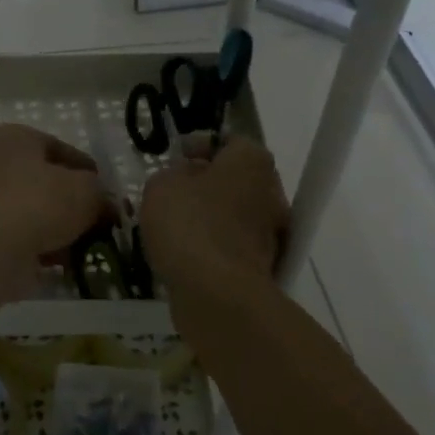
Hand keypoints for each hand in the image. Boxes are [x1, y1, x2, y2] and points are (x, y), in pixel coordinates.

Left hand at [0, 124, 108, 317]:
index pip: (60, 148)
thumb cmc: (40, 203)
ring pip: (34, 211)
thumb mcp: (87, 191)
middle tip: (100, 219)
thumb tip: (107, 206)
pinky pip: (23, 237)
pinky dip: (44, 246)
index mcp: (14, 138)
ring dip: (60, 227)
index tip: (107, 191)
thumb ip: (101, 194)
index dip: (88, 170)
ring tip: (88, 244)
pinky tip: (67, 260)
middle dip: (73, 201)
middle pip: (45, 181)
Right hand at [140, 135, 289, 297]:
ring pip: (236, 214)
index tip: (177, 158)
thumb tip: (185, 178)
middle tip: (174, 192)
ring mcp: (272, 232)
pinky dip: (214, 246)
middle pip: (237, 179)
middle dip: (207, 184)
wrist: (216, 292)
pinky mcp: (264, 266)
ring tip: (174, 226)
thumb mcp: (161, 185)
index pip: (230, 142)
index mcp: (252, 161)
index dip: (201, 146)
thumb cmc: (189, 224)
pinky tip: (187, 254)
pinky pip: (234, 246)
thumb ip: (171, 174)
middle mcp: (271, 191)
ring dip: (211, 217)